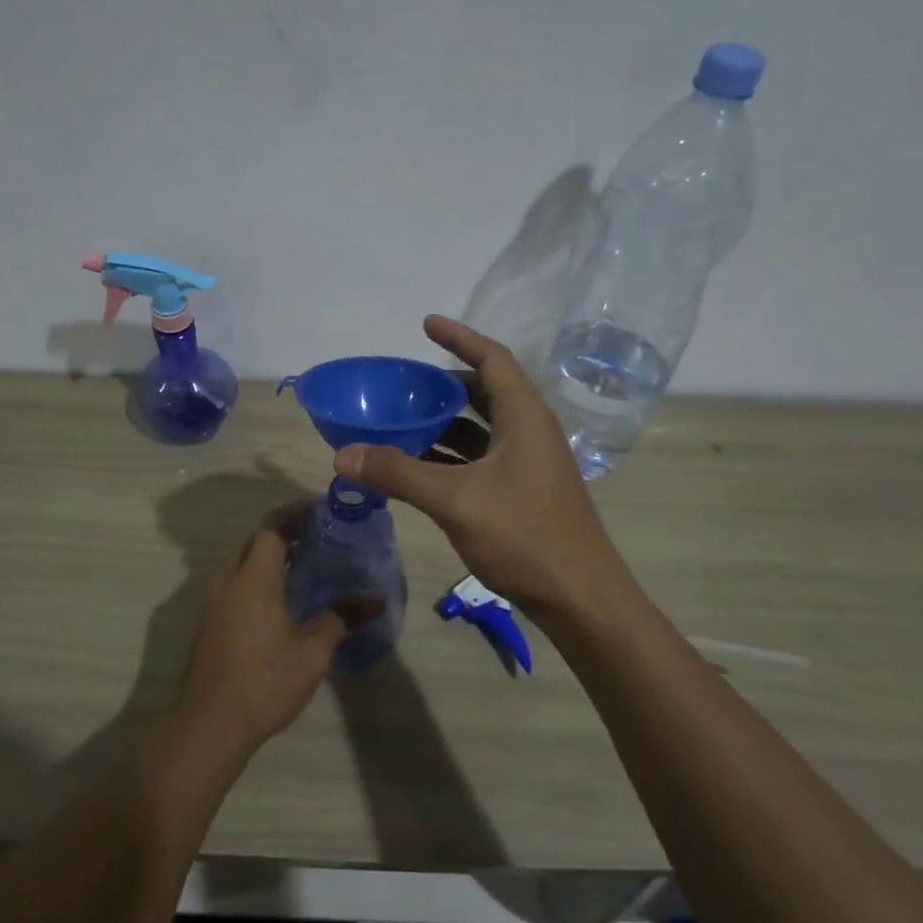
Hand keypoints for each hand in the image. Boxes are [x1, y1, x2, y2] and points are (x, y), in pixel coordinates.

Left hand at [180, 504, 383, 757]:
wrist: (211, 724)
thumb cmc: (265, 681)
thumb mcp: (312, 651)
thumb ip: (342, 618)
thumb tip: (377, 599)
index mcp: (252, 578)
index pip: (272, 528)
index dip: (294, 514)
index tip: (320, 510)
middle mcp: (228, 581)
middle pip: (256, 543)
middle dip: (286, 534)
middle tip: (321, 537)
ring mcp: (213, 602)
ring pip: (244, 566)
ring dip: (271, 559)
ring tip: (307, 566)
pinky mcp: (209, 622)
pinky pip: (236, 586)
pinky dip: (259, 580)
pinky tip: (282, 600)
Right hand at [334, 315, 626, 622]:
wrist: (580, 598)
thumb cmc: (525, 535)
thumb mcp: (455, 500)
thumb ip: (398, 473)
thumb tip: (343, 454)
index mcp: (524, 417)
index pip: (492, 359)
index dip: (459, 337)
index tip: (426, 323)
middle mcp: (529, 432)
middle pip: (484, 392)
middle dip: (444, 384)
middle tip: (403, 383)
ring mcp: (528, 464)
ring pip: (481, 429)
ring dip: (444, 423)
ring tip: (401, 420)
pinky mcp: (522, 492)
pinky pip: (480, 459)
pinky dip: (450, 455)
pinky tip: (419, 467)